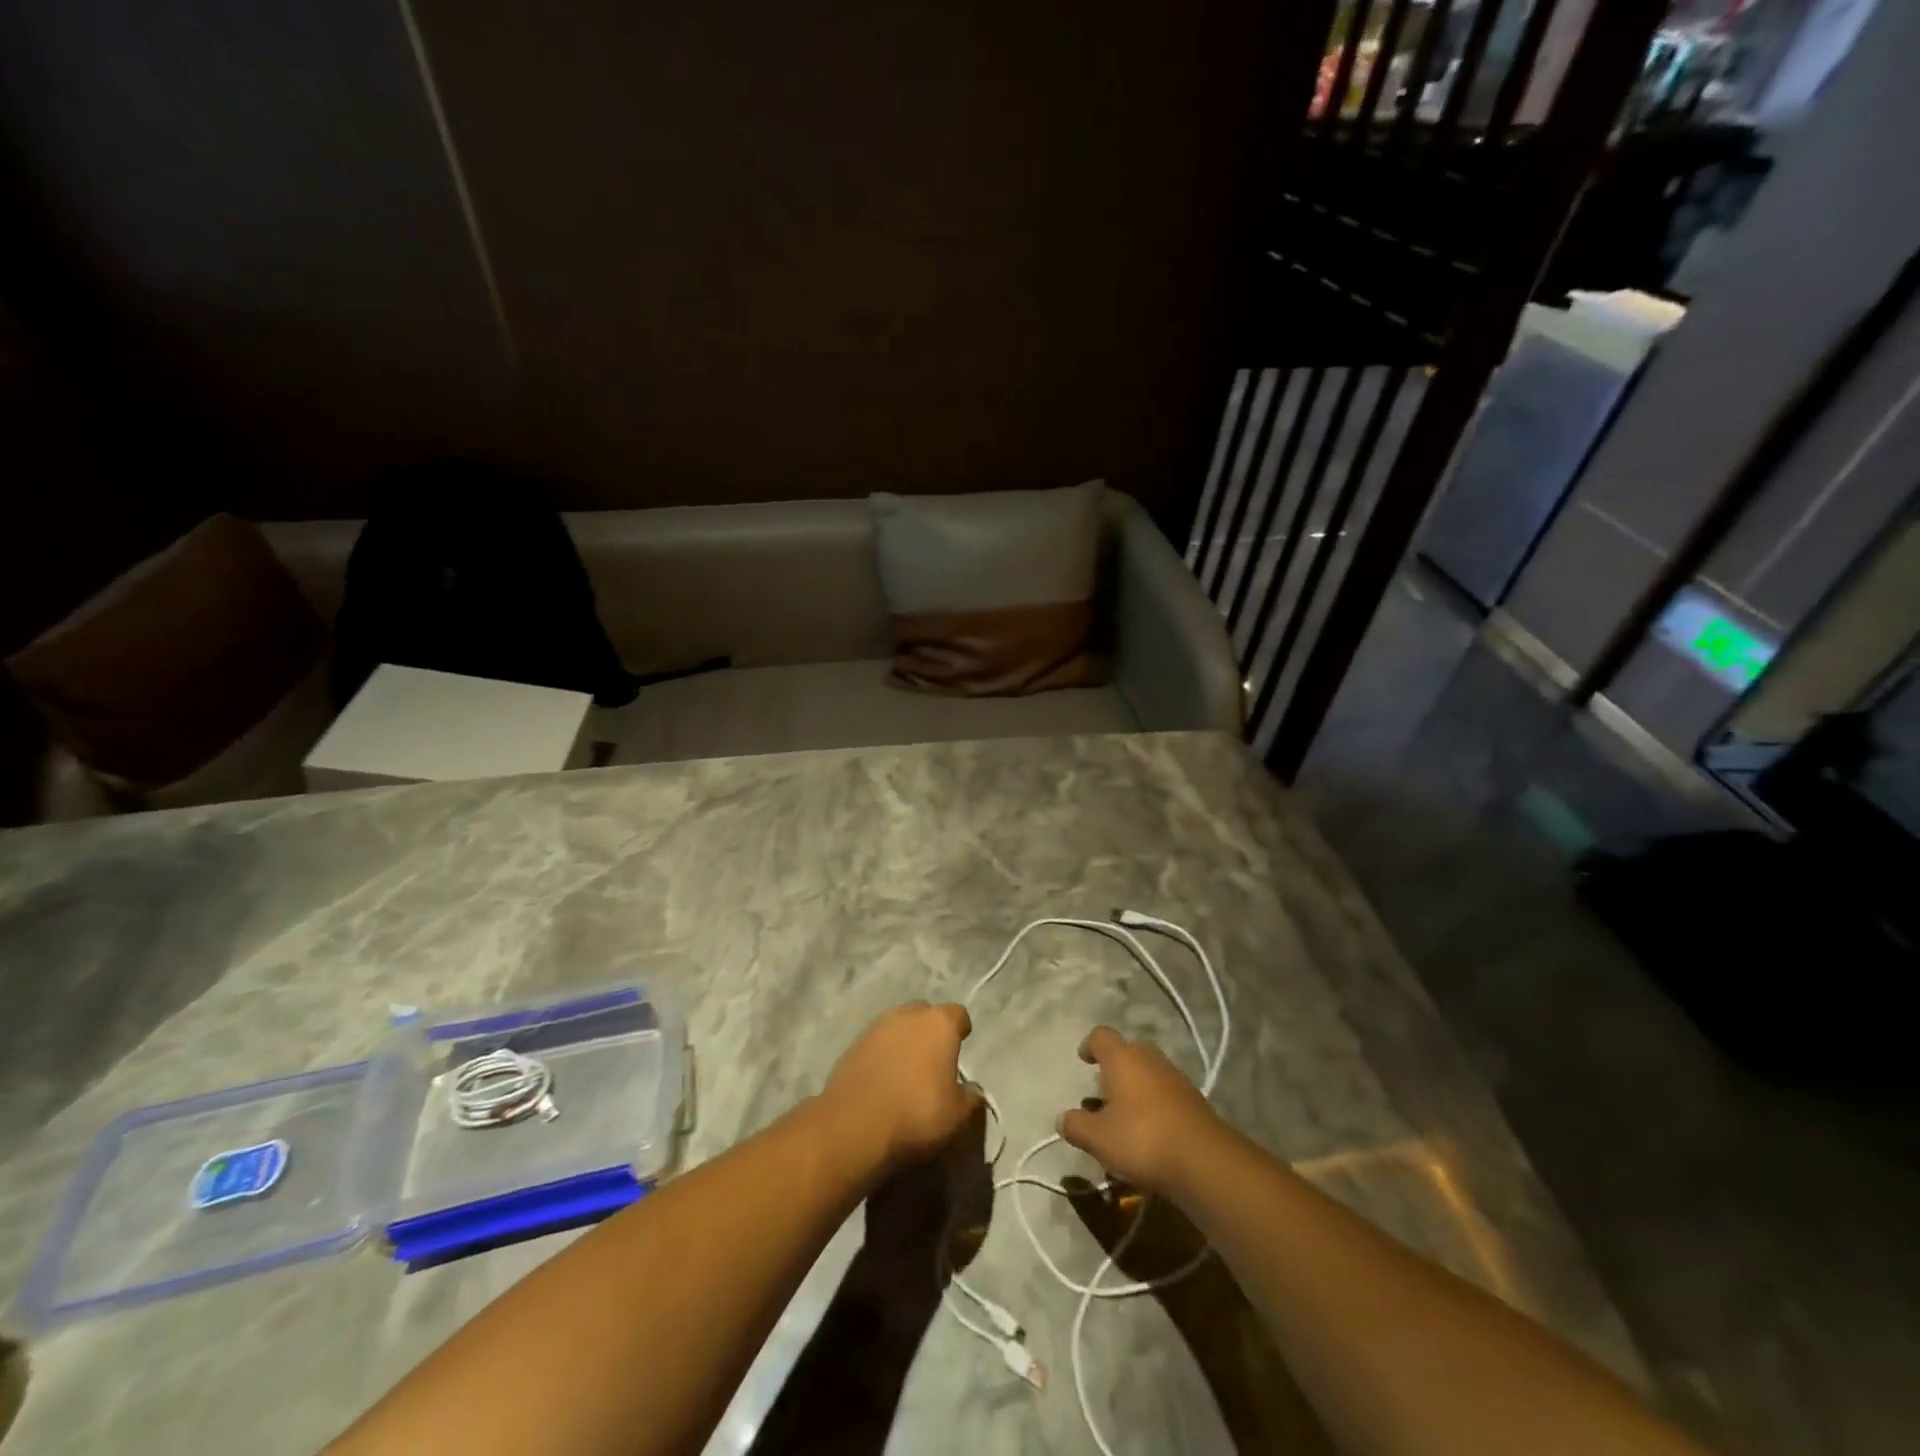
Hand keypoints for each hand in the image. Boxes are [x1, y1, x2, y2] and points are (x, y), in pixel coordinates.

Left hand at [819, 1001, 981, 1171]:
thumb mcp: (957, 1115)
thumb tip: (972, 1089)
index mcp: (939, 1024)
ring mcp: (876, 1027)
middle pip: (924, 1014)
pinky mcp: (852, 1044)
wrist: (854, 1125)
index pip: (957, 1014)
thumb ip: (970, 1097)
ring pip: (898, 1026)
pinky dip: (882, 1055)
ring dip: (904, 1041)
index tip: (961, 1044)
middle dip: (930, 1031)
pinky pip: (876, 1043)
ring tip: (906, 1070)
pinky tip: (882, 1079)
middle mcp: (908, 1015)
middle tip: (933, 1058)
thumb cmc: (916, 1113)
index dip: (960, 1029)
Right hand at [1058, 1025, 1223, 1195]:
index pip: (1101, 1035)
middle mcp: (1149, 1059)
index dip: (1089, 1045)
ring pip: (1148, 1075)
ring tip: (1124, 1122)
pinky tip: (1149, 1137)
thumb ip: (1076, 1125)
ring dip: (1135, 1091)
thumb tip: (1063, 1118)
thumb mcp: (1098, 1138)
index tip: (1084, 1061)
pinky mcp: (1194, 1101)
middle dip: (1114, 1071)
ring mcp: (1176, 1078)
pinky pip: (1166, 1095)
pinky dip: (1154, 1107)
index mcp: (1123, 1058)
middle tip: (1103, 1096)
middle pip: (1127, 1053)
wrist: (1205, 1161)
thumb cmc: (1142, 1139)